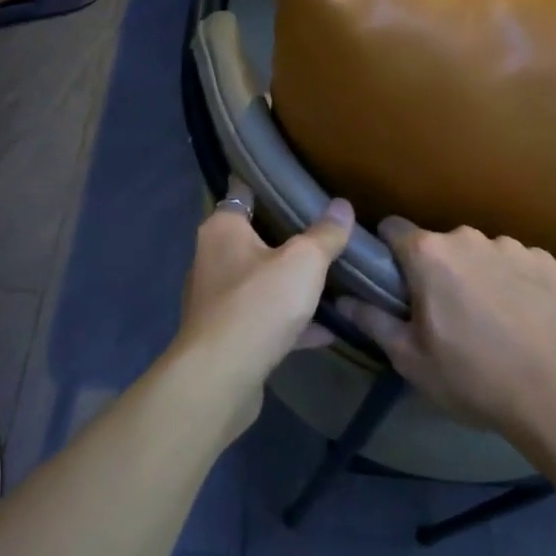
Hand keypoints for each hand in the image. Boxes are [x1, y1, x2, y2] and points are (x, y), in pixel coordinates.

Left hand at [176, 190, 355, 401]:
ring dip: (289, 282)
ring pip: (260, 281)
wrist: (220, 378)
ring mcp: (217, 300)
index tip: (292, 176)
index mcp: (222, 229)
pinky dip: (290, 321)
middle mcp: (212, 259)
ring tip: (329, 277)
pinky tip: (326, 329)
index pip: (242, 191)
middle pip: (252, 236)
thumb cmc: (258, 304)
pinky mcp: (226, 335)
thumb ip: (325, 233)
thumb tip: (342, 205)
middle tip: (324, 226)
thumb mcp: (303, 262)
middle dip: (286, 234)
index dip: (265, 181)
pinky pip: (265, 319)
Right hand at [339, 220, 555, 434]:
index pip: (393, 228)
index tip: (394, 280)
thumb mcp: (411, 358)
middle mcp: (468, 237)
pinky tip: (522, 316)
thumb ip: (373, 321)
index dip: (388, 250)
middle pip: (439, 244)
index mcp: (428, 255)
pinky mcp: (546, 260)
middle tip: (444, 313)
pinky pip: (516, 263)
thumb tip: (342, 299)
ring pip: (479, 253)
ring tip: (490, 318)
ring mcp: (511, 246)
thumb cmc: (471, 376)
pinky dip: (513, 282)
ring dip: (476, 274)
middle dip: (436, 269)